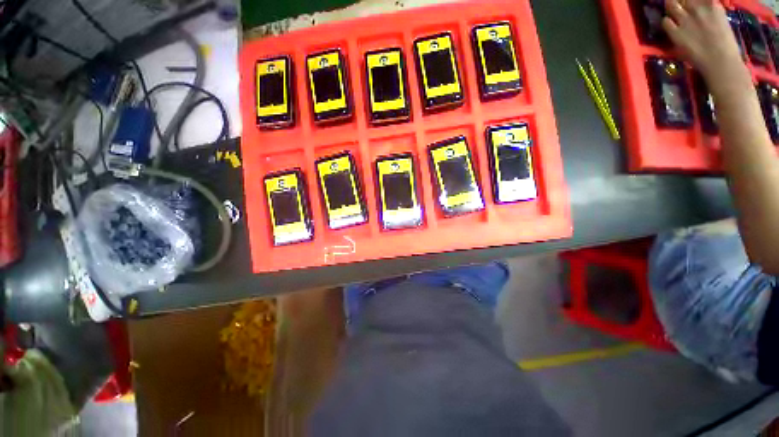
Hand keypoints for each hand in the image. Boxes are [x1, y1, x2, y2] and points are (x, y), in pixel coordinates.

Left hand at [662, 0, 746, 86]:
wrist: (721, 62)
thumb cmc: (726, 45)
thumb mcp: (721, 20)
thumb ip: (710, 12)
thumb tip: (704, 7)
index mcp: (712, 5)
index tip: (690, 1)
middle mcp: (697, 8)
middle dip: (678, 0)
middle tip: (678, 4)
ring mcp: (686, 20)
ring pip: (671, 5)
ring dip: (670, 6)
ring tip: (672, 10)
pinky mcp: (676, 33)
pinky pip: (665, 22)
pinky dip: (666, 22)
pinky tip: (671, 26)